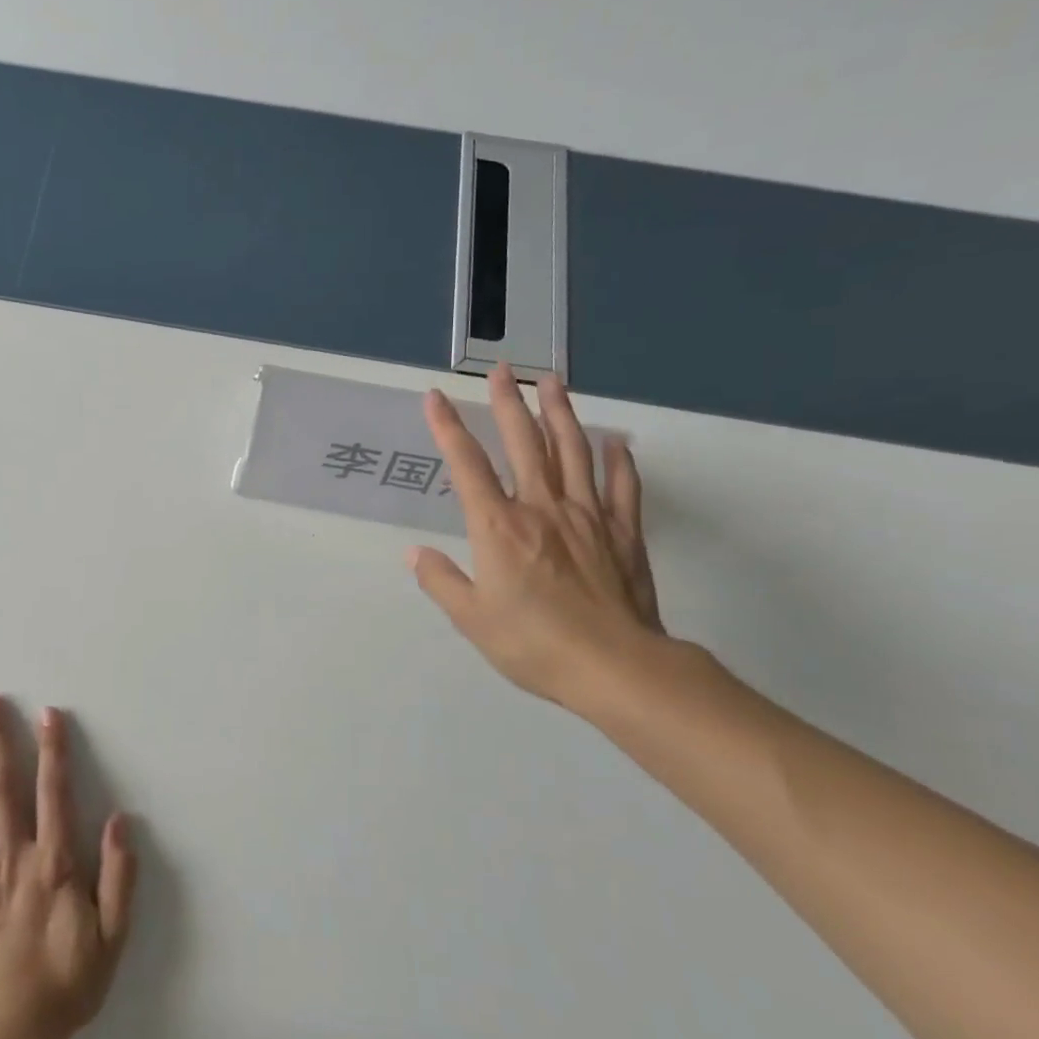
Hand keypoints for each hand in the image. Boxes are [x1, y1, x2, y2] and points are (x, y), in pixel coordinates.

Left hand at [0, 694, 136, 1038]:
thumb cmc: (63, 985)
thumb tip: (121, 820)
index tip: (48, 713)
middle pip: (1, 785)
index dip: (53, 749)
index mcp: (52, 862)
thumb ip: (119, 877)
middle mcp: (11, 855)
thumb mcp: (111, 938)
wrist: (4, 1038)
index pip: (53, 792)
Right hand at [409, 367, 664, 709]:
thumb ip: (441, 581)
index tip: (436, 398)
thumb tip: (415, 554)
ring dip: (561, 413)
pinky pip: (621, 488)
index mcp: (499, 526)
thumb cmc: (533, 643)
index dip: (448, 428)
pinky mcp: (623, 534)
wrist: (616, 667)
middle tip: (504, 370)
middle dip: (508, 404)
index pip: (467, 465)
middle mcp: (541, 508)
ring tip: (552, 382)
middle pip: (524, 444)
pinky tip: (617, 442)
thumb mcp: (472, 619)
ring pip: (573, 452)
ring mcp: (588, 517)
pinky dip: (619, 461)